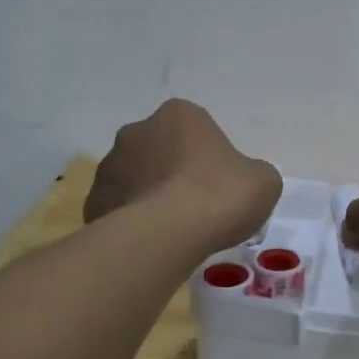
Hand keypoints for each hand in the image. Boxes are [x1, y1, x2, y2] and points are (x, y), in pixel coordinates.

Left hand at [86, 100, 281, 250]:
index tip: (221, 187)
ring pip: (137, 180)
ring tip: (174, 232)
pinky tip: (152, 243)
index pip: (197, 131)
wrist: (168, 234)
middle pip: (162, 152)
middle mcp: (137, 130)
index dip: (211, 159)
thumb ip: (253, 174)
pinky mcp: (94, 201)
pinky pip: (119, 210)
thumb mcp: (264, 181)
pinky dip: (132, 223)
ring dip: (151, 197)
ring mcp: (110, 166)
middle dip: (174, 174)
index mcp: (179, 115)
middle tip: (197, 207)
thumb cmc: (220, 195)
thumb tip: (243, 181)